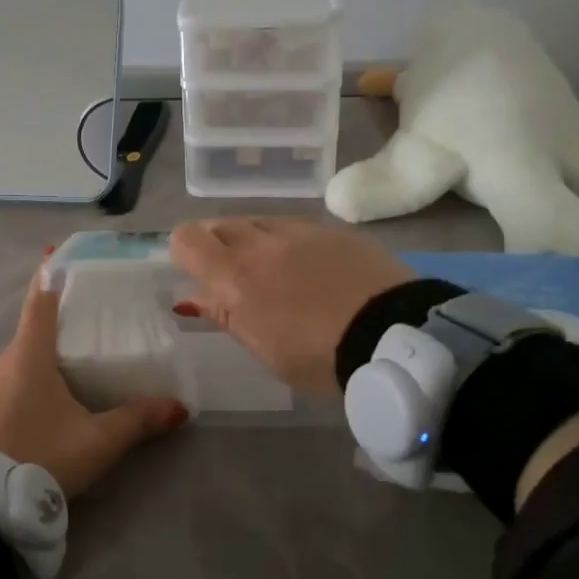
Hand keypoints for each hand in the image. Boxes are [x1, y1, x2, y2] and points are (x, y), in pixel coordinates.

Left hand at [0, 267, 189, 499]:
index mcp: (28, 357)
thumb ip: (139, 420)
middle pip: (30, 334)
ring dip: (39, 363)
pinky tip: (41, 413)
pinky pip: (4, 389)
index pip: (39, 302)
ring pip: (16, 364)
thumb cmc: (43, 457)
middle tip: (87, 332)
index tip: (60, 260)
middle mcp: (1, 364)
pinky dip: (23, 389)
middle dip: (55, 329)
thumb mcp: (99, 441)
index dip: (50, 278)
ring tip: (70, 376)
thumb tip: (180, 407)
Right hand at [170, 218, 414, 397]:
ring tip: (273, 270)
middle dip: (217, 245)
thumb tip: (194, 298)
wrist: (394, 335)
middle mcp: (261, 243)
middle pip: (220, 224)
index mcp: (235, 277)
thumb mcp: (263, 349)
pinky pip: (295, 225)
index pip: (187, 239)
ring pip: (258, 221)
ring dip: (253, 240)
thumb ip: (225, 315)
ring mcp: (299, 230)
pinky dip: (288, 240)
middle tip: (233, 275)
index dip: (183, 251)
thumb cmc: (319, 357)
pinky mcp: (333, 229)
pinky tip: (309, 265)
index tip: (194, 272)